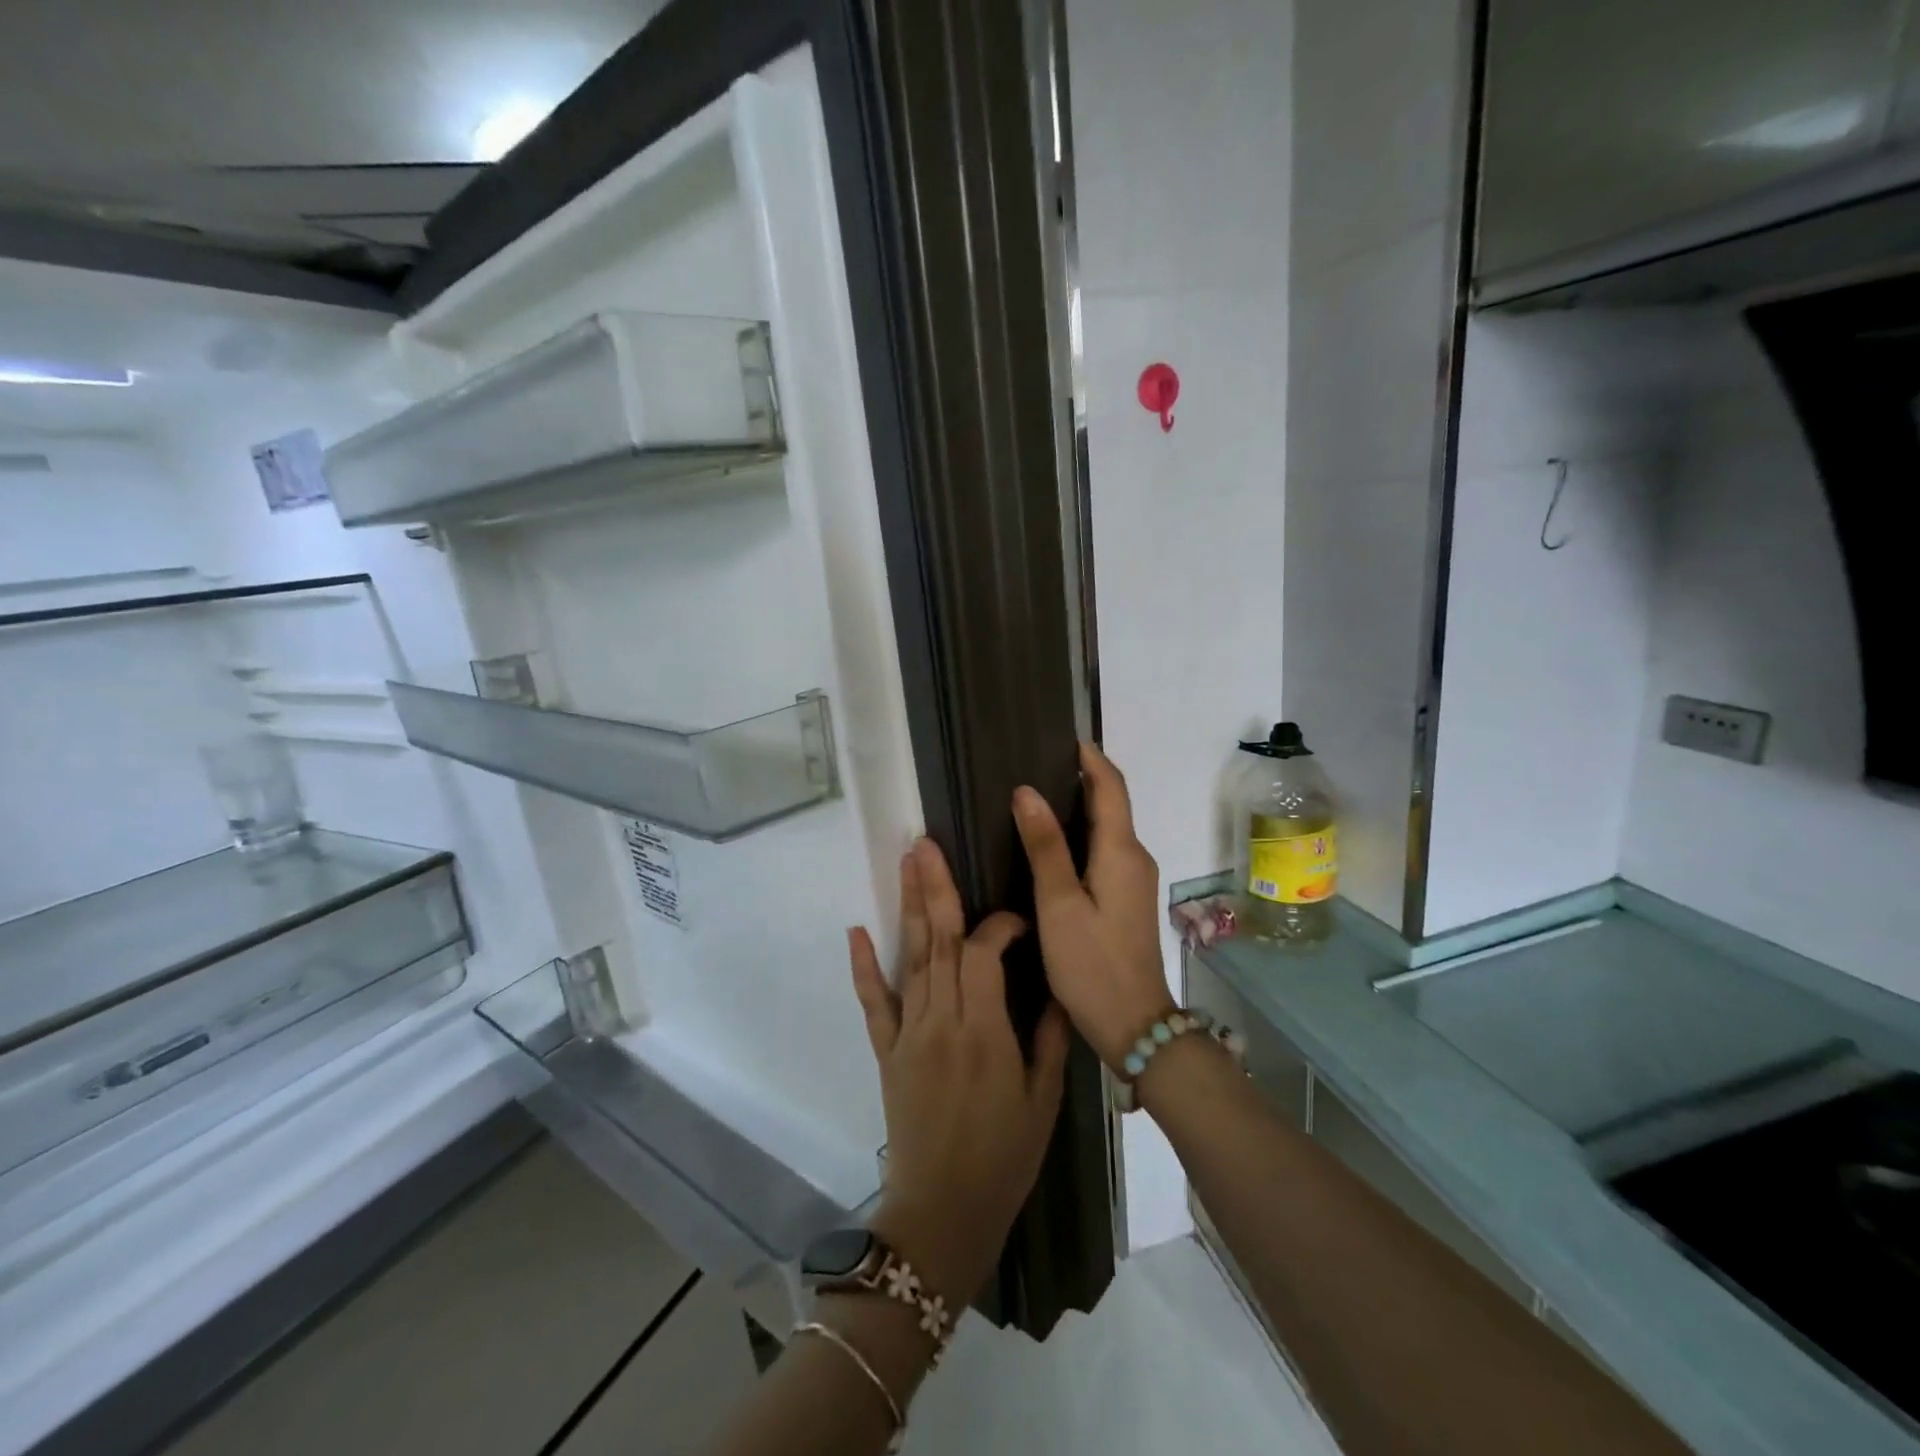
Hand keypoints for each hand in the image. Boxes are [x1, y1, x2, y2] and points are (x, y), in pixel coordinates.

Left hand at [849, 838, 1070, 1306]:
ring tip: (906, 863)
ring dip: (908, 908)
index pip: (984, 954)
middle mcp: (942, 1021)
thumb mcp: (1044, 1101)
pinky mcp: (886, 1051)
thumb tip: (1053, 987)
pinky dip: (864, 967)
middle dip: (936, 889)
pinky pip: (874, 1004)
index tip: (1017, 919)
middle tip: (927, 843)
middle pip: (939, 942)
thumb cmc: (1003, 1159)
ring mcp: (909, 1033)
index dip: (999, 925)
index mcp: (985, 1031)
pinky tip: (856, 931)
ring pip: (910, 959)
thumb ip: (1047, 1038)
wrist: (942, 1214)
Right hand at [1012, 742, 1175, 1071]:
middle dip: (1083, 778)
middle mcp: (1135, 858)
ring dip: (1083, 806)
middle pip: (1113, 804)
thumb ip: (1045, 846)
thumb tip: (1027, 791)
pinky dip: (1084, 833)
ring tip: (1040, 796)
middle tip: (1040, 763)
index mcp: (1122, 852)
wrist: (1134, 1024)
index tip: (1066, 738)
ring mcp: (1134, 880)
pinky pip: (1107, 850)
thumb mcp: (1059, 904)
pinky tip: (1055, 844)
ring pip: (1110, 828)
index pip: (1111, 788)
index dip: (1091, 759)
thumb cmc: (1091, 963)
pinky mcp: (1127, 899)